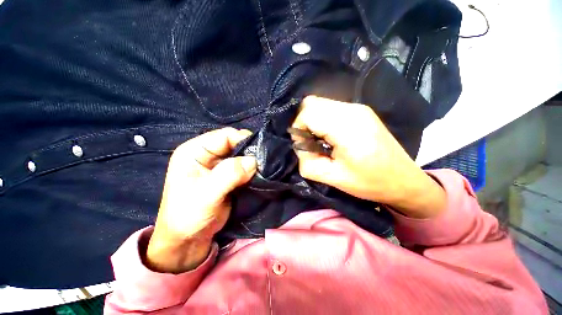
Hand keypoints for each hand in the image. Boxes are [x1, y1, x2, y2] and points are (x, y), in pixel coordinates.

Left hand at [146, 128, 256, 273]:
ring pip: (242, 156)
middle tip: (265, 162)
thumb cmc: (188, 216)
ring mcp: (219, 165)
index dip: (243, 140)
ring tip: (265, 169)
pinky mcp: (228, 175)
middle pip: (235, 144)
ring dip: (253, 162)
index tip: (260, 151)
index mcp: (195, 151)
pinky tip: (260, 174)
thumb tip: (253, 161)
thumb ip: (229, 174)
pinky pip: (244, 167)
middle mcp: (208, 154)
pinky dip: (253, 170)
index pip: (224, 136)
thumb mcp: (206, 194)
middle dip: (250, 152)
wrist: (189, 239)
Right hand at [292, 96, 445, 218]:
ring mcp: (358, 108)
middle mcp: (352, 110)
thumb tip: (299, 147)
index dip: (298, 128)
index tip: (303, 145)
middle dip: (303, 122)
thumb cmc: (370, 182)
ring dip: (313, 120)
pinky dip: (323, 119)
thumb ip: (308, 163)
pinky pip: (331, 108)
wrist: (404, 180)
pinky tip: (330, 136)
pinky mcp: (361, 111)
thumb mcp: (333, 178)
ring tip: (320, 140)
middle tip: (309, 142)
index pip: (308, 112)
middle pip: (312, 102)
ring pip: (320, 103)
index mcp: (346, 127)